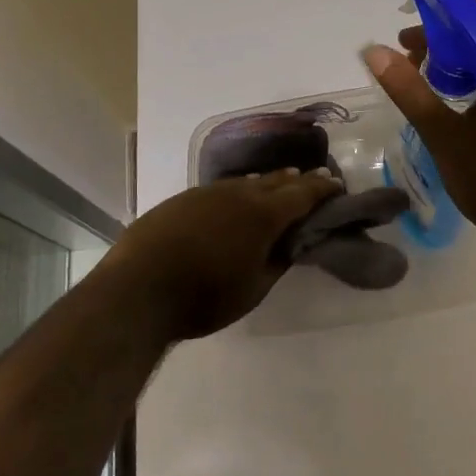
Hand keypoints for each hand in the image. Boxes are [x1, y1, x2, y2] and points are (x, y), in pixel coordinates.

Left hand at [101, 170, 343, 341]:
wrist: (138, 288)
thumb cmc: (204, 296)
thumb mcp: (253, 290)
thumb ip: (276, 263)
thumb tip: (290, 245)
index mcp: (263, 215)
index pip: (302, 194)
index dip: (322, 188)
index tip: (337, 184)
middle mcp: (238, 194)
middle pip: (275, 181)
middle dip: (297, 180)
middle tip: (313, 179)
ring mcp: (207, 193)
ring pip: (246, 182)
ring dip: (266, 183)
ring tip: (278, 183)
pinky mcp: (182, 199)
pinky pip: (221, 189)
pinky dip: (238, 190)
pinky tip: (235, 198)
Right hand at [362, 0, 475, 253]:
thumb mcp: (443, 135)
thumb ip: (409, 90)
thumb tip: (374, 51)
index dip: (446, 7)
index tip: (410, 14)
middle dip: (445, 36)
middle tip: (406, 51)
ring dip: (456, 59)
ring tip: (420, 74)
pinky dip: (472, 78)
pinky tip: (448, 99)